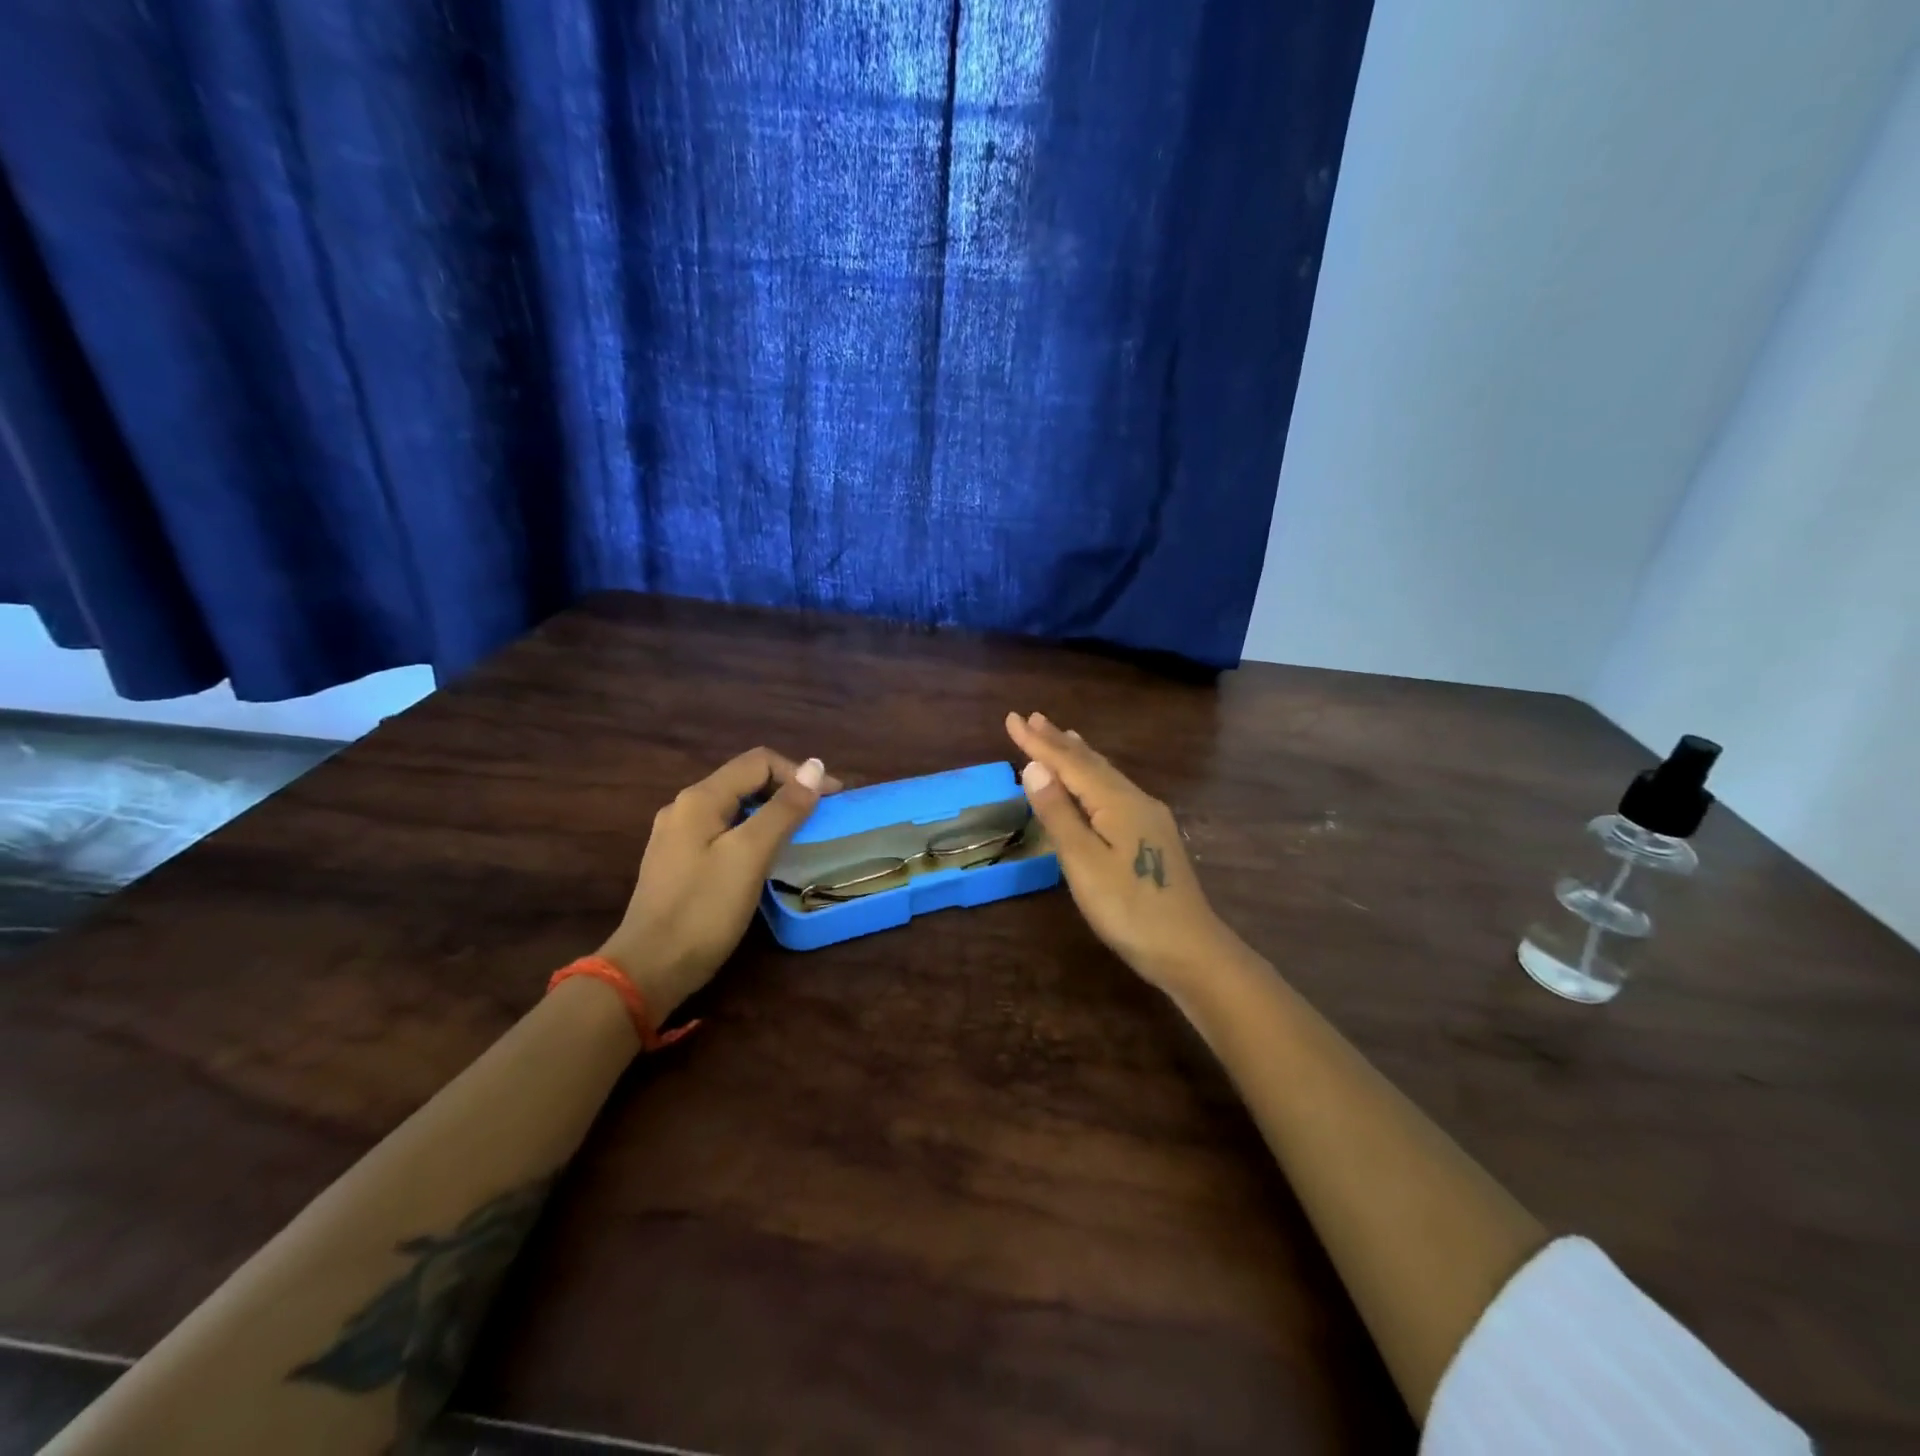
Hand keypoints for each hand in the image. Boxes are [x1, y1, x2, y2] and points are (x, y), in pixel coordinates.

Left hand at [598, 748, 840, 1027]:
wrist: (649, 969)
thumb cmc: (703, 910)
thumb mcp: (749, 855)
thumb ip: (783, 809)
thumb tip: (815, 767)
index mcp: (700, 798)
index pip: (759, 762)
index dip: (799, 774)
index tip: (832, 800)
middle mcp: (685, 808)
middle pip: (746, 781)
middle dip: (787, 791)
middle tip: (821, 818)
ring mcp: (678, 836)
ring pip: (736, 807)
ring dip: (772, 813)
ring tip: (801, 835)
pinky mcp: (680, 863)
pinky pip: (724, 832)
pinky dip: (753, 834)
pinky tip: (766, 857)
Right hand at [1006, 711, 1241, 989]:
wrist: (1189, 950)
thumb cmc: (1129, 909)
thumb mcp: (1084, 862)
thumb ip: (1059, 813)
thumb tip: (1034, 766)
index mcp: (1116, 802)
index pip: (1069, 762)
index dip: (1038, 742)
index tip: (1011, 718)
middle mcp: (1135, 800)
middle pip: (1091, 762)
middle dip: (1058, 741)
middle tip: (1032, 718)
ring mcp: (1149, 817)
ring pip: (1106, 775)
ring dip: (1079, 755)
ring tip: (1063, 736)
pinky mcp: (1153, 836)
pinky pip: (1115, 790)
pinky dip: (1095, 776)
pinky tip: (1095, 783)